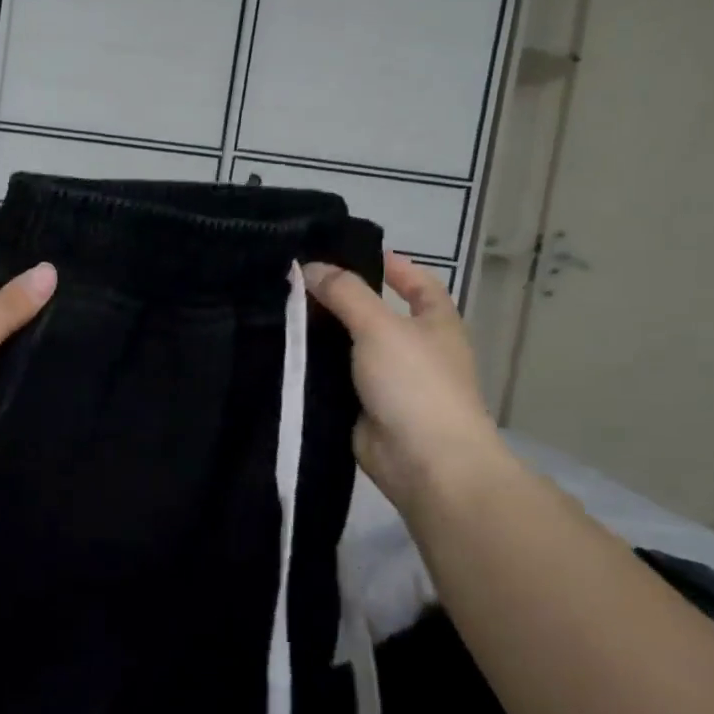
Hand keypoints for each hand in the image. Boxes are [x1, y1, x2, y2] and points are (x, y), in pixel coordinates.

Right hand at [304, 254, 506, 514]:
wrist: (423, 461)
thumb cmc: (415, 383)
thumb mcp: (380, 326)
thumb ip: (345, 293)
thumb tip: (311, 267)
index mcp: (435, 324)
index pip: (418, 284)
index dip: (393, 267)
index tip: (351, 252)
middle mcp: (414, 348)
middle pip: (374, 313)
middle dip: (340, 298)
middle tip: (295, 280)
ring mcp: (388, 380)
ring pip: (348, 346)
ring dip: (320, 333)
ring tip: (278, 310)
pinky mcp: (363, 406)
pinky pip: (334, 377)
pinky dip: (314, 366)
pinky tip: (282, 351)